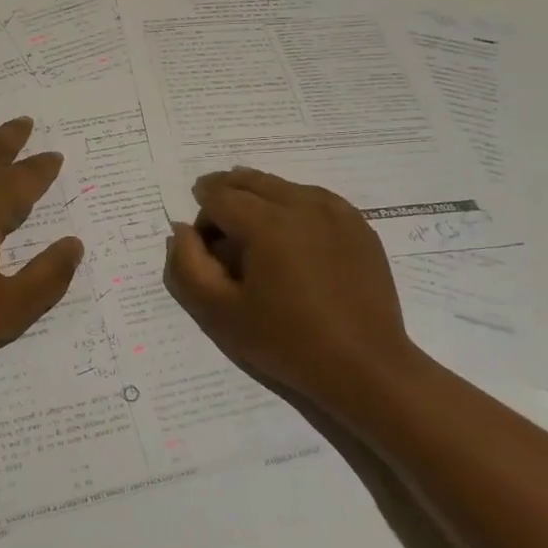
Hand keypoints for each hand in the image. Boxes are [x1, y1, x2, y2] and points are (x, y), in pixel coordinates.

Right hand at [164, 168, 414, 402]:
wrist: (365, 366)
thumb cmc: (287, 342)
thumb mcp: (220, 312)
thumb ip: (188, 266)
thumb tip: (181, 230)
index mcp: (267, 223)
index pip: (218, 196)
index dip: (202, 217)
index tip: (204, 248)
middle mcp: (302, 204)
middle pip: (249, 180)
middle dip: (226, 196)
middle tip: (218, 226)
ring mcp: (336, 211)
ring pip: (282, 186)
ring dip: (259, 199)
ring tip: (254, 234)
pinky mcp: (358, 225)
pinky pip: (314, 198)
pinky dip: (293, 206)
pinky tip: (292, 237)